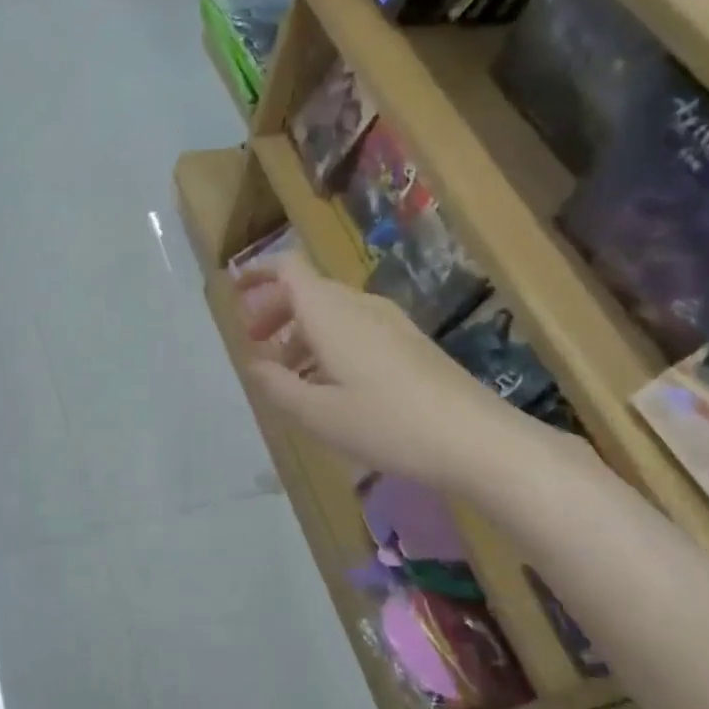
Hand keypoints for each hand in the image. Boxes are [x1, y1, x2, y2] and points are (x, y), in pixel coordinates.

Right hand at [236, 254, 523, 487]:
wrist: (475, 439)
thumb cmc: (385, 423)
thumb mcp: (316, 413)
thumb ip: (277, 385)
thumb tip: (255, 365)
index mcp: (330, 312)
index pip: (288, 269)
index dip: (257, 273)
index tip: (233, 292)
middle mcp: (359, 306)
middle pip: (308, 290)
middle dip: (274, 310)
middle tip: (254, 343)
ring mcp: (389, 323)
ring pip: (332, 312)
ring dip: (301, 333)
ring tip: (286, 374)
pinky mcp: (408, 344)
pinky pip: (354, 329)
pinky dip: (327, 345)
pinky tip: (327, 384)